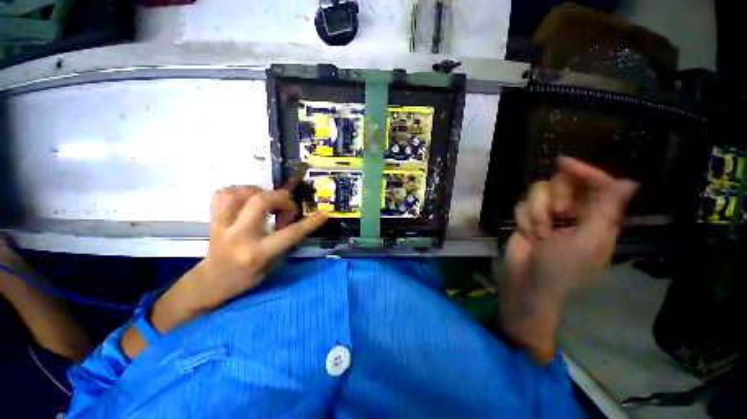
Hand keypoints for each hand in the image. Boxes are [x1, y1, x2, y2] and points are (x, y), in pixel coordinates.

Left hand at [194, 186, 328, 309]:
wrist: (212, 282)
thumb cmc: (247, 277)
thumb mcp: (274, 265)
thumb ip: (286, 241)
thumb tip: (293, 217)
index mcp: (257, 253)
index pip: (290, 233)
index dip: (311, 222)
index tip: (324, 213)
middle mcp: (238, 236)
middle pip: (260, 201)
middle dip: (280, 198)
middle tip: (287, 204)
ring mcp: (221, 225)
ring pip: (238, 193)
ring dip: (258, 191)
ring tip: (266, 198)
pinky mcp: (212, 219)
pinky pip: (221, 194)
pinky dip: (238, 191)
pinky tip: (247, 198)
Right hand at [506, 157, 637, 304]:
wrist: (527, 282)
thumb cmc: (562, 268)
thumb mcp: (587, 241)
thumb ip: (605, 211)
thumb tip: (629, 182)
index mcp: (597, 217)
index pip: (597, 184)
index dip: (583, 171)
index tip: (562, 163)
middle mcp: (574, 212)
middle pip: (563, 183)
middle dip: (555, 198)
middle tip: (557, 215)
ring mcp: (548, 215)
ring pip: (538, 193)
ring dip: (536, 213)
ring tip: (539, 233)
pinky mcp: (528, 218)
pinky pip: (522, 204)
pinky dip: (524, 219)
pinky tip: (527, 234)